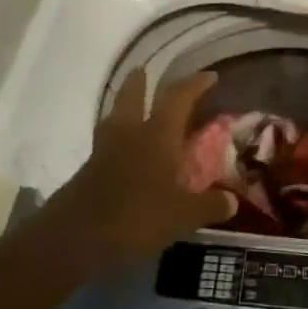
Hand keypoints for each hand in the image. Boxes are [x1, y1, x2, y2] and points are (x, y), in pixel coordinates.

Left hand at [43, 68, 236, 273]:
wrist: (75, 237)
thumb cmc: (136, 216)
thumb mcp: (183, 216)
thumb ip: (209, 205)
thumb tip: (232, 200)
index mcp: (157, 136)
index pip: (178, 98)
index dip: (195, 84)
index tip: (209, 76)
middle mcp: (130, 134)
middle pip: (131, 96)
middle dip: (139, 82)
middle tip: (145, 71)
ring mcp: (104, 151)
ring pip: (114, 117)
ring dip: (123, 106)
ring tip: (133, 108)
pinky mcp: (89, 171)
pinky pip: (107, 144)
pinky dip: (118, 140)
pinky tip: (126, 153)